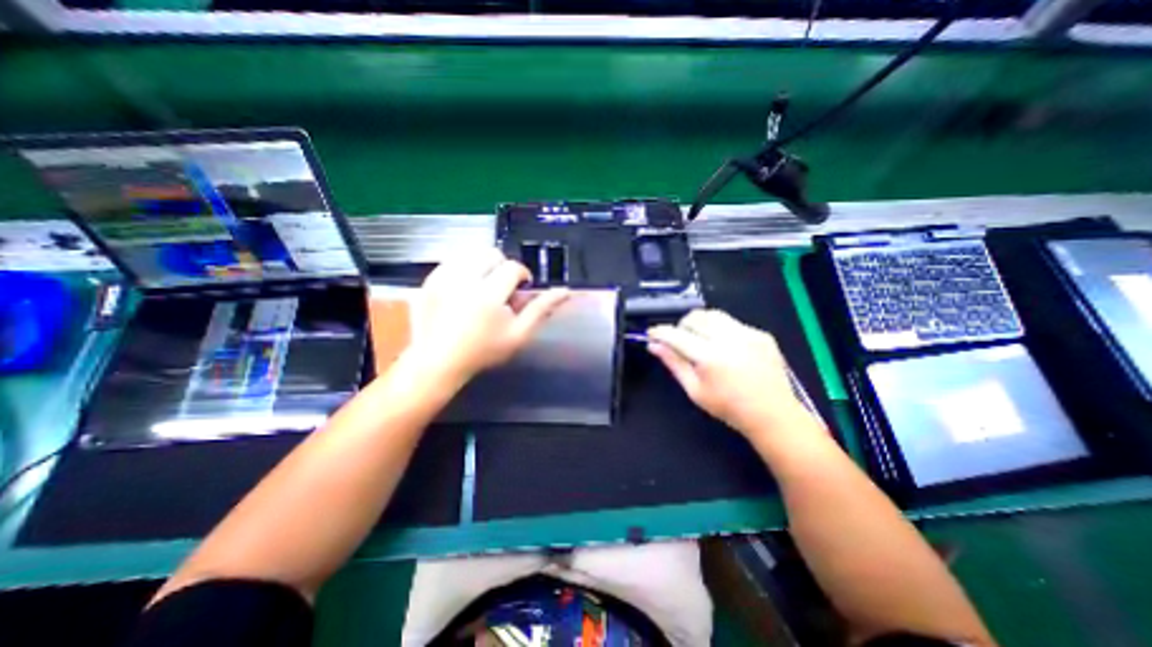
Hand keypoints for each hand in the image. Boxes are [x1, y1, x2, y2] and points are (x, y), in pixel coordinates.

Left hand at [404, 249, 570, 385]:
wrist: (439, 361)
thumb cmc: (483, 351)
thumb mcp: (519, 334)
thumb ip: (541, 309)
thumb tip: (565, 291)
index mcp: (488, 295)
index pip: (513, 267)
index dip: (521, 275)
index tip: (520, 289)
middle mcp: (464, 280)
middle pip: (491, 253)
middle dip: (501, 267)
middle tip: (500, 288)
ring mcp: (443, 278)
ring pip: (470, 253)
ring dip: (482, 266)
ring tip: (483, 286)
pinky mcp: (429, 280)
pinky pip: (452, 261)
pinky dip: (463, 269)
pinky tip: (464, 288)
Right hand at [647, 309, 808, 437]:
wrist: (773, 414)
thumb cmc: (728, 407)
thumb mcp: (694, 390)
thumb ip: (673, 363)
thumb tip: (654, 346)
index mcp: (710, 357)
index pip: (677, 335)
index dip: (660, 332)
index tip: (652, 334)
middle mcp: (729, 339)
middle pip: (695, 317)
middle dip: (681, 326)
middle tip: (680, 341)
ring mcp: (748, 334)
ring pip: (713, 314)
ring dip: (700, 323)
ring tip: (701, 340)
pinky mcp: (761, 333)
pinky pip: (732, 322)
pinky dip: (721, 329)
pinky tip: (726, 347)